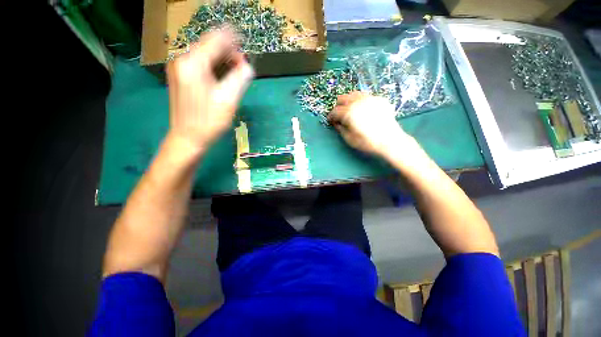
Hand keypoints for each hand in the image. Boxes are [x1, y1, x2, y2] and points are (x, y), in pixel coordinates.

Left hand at [166, 29, 253, 155]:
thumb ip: (240, 78)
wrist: (187, 138)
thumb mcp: (229, 100)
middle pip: (209, 45)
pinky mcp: (180, 77)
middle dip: (228, 51)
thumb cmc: (209, 121)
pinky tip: (222, 77)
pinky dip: (214, 66)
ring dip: (222, 59)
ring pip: (205, 55)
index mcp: (193, 63)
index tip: (246, 44)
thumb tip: (248, 65)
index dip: (233, 39)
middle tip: (243, 66)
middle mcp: (182, 60)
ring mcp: (179, 68)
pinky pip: (200, 64)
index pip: (216, 39)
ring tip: (236, 72)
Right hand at [329, 92, 418, 160]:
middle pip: (342, 98)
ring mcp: (369, 98)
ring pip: (353, 94)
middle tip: (339, 115)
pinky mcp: (379, 99)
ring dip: (348, 101)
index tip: (330, 121)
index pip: (335, 111)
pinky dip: (360, 101)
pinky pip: (365, 96)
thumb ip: (340, 128)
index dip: (330, 116)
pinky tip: (363, 110)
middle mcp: (358, 102)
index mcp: (349, 112)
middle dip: (338, 106)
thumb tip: (335, 122)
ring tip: (350, 110)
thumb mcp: (349, 138)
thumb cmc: (367, 142)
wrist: (390, 140)